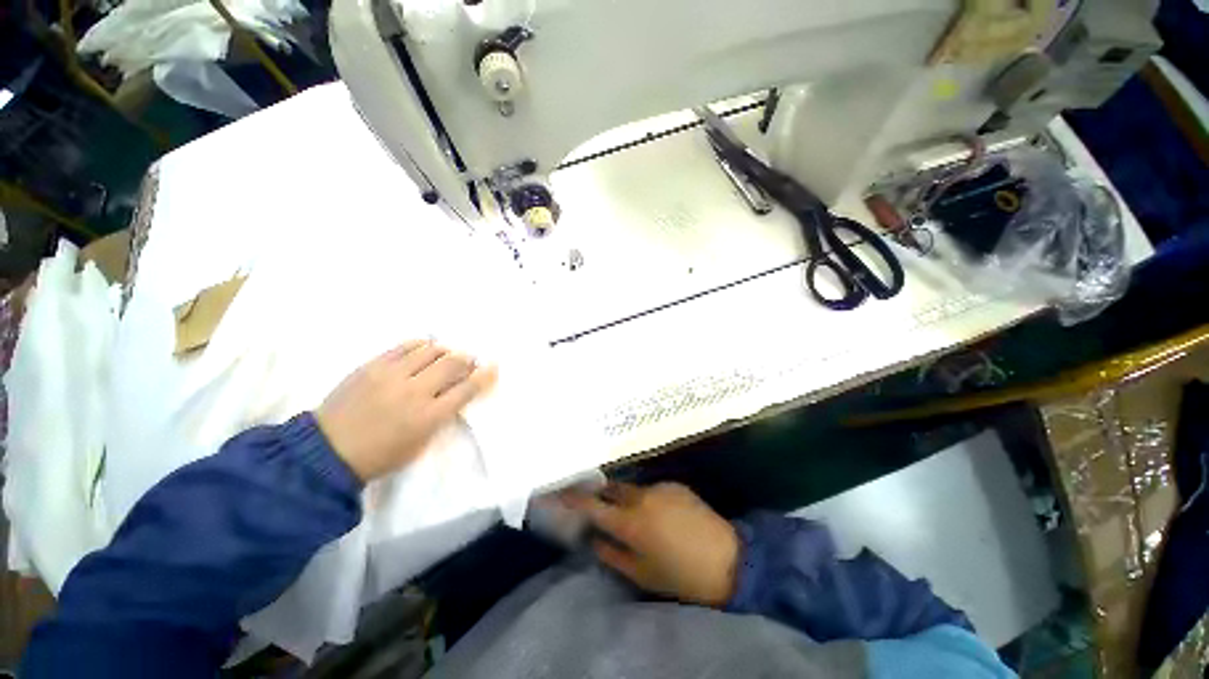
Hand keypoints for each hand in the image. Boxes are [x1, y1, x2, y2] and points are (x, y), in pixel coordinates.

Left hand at [315, 340, 496, 481]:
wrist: (327, 451)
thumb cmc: (380, 455)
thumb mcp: (420, 444)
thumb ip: (442, 416)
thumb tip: (456, 392)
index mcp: (429, 416)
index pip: (467, 388)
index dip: (485, 375)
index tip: (493, 366)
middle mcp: (414, 391)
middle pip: (453, 363)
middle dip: (466, 360)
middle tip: (467, 362)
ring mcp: (391, 375)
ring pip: (431, 350)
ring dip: (445, 352)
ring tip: (443, 358)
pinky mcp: (372, 365)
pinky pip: (405, 345)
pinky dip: (421, 345)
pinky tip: (423, 350)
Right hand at [563, 482, 739, 606]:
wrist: (729, 559)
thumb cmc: (681, 575)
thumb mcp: (642, 573)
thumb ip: (612, 554)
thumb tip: (594, 538)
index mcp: (630, 522)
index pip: (592, 506)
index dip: (572, 499)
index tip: (557, 493)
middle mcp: (641, 497)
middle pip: (611, 489)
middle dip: (600, 494)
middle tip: (595, 504)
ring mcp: (660, 486)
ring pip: (632, 489)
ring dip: (626, 499)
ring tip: (636, 518)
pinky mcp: (675, 484)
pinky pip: (652, 489)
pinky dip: (648, 499)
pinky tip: (660, 515)